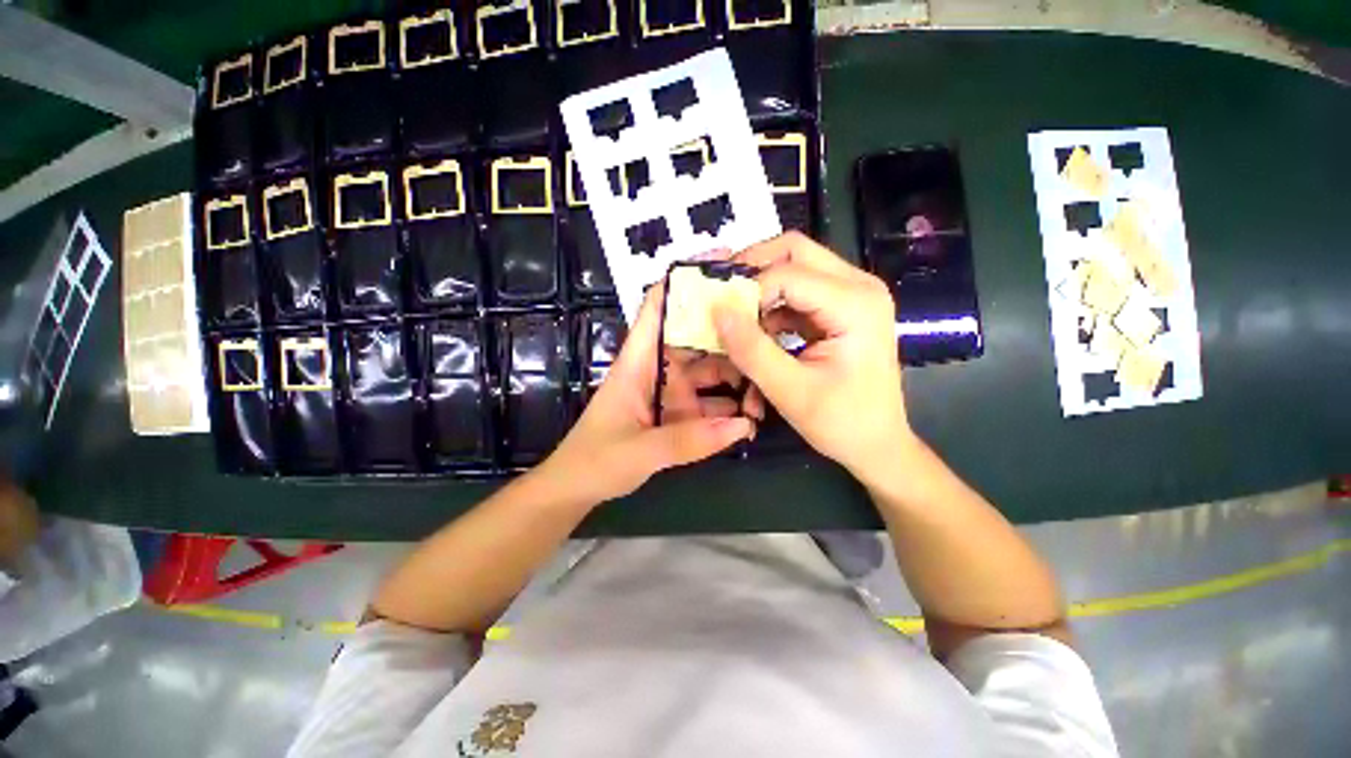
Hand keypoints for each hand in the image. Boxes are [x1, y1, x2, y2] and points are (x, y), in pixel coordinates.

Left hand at [537, 284, 756, 506]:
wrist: (577, 488)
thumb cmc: (596, 460)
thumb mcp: (640, 450)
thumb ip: (688, 441)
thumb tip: (743, 427)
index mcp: (639, 362)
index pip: (658, 308)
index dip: (683, 281)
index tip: (721, 264)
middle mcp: (658, 368)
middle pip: (696, 337)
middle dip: (729, 333)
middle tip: (768, 330)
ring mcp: (671, 391)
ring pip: (709, 371)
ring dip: (736, 378)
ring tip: (766, 387)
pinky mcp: (678, 413)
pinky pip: (710, 403)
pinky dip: (729, 409)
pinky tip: (750, 419)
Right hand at [713, 232, 914, 482]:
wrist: (878, 445)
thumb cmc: (842, 423)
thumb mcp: (790, 391)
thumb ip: (751, 349)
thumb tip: (717, 310)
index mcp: (855, 304)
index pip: (787, 273)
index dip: (746, 290)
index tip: (716, 314)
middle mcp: (858, 286)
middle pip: (794, 251)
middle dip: (751, 270)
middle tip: (721, 296)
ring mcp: (851, 296)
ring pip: (793, 268)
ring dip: (760, 292)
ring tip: (736, 324)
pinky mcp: (840, 310)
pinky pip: (796, 294)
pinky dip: (771, 310)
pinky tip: (757, 338)